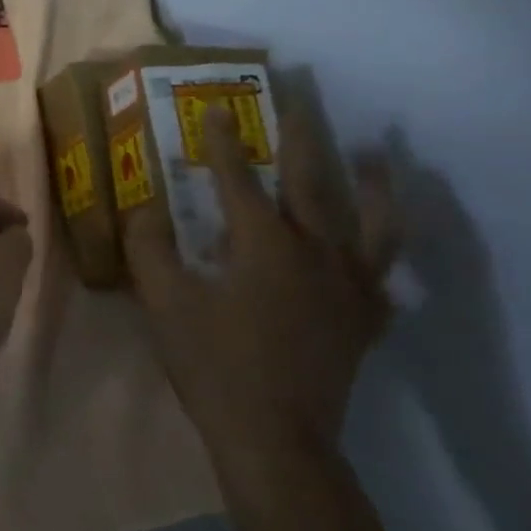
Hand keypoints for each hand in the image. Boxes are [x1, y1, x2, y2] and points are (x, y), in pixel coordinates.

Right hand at [123, 108, 401, 475]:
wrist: (274, 436)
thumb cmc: (211, 363)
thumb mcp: (163, 301)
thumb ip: (149, 247)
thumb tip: (145, 207)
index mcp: (263, 246)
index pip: (239, 179)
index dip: (222, 142)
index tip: (215, 106)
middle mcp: (316, 254)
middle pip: (314, 182)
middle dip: (304, 134)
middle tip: (304, 94)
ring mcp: (350, 287)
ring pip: (372, 221)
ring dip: (374, 181)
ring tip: (377, 151)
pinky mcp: (365, 320)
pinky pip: (384, 275)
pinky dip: (383, 252)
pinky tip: (377, 245)